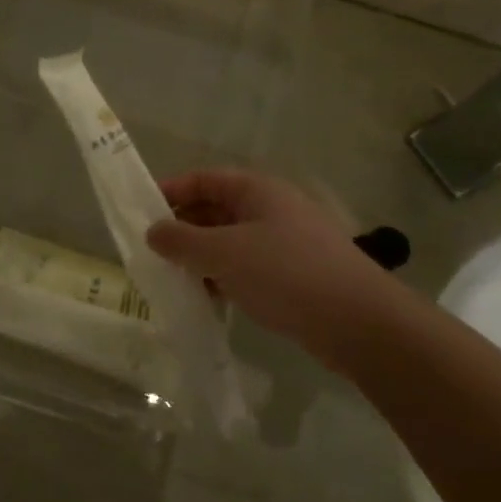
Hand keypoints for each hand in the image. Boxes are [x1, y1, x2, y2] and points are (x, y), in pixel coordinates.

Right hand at [147, 169, 403, 371]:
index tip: (140, 213)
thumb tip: (153, 232)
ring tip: (172, 279)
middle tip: (152, 252)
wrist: (360, 322)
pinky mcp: (294, 274)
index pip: (203, 179)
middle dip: (183, 229)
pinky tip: (207, 299)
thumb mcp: (223, 253)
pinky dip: (224, 277)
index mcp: (255, 190)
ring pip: (230, 241)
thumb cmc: (285, 273)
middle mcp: (271, 208)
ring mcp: (285, 242)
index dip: (170, 191)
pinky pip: (247, 267)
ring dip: (201, 257)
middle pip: (215, 209)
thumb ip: (182, 240)